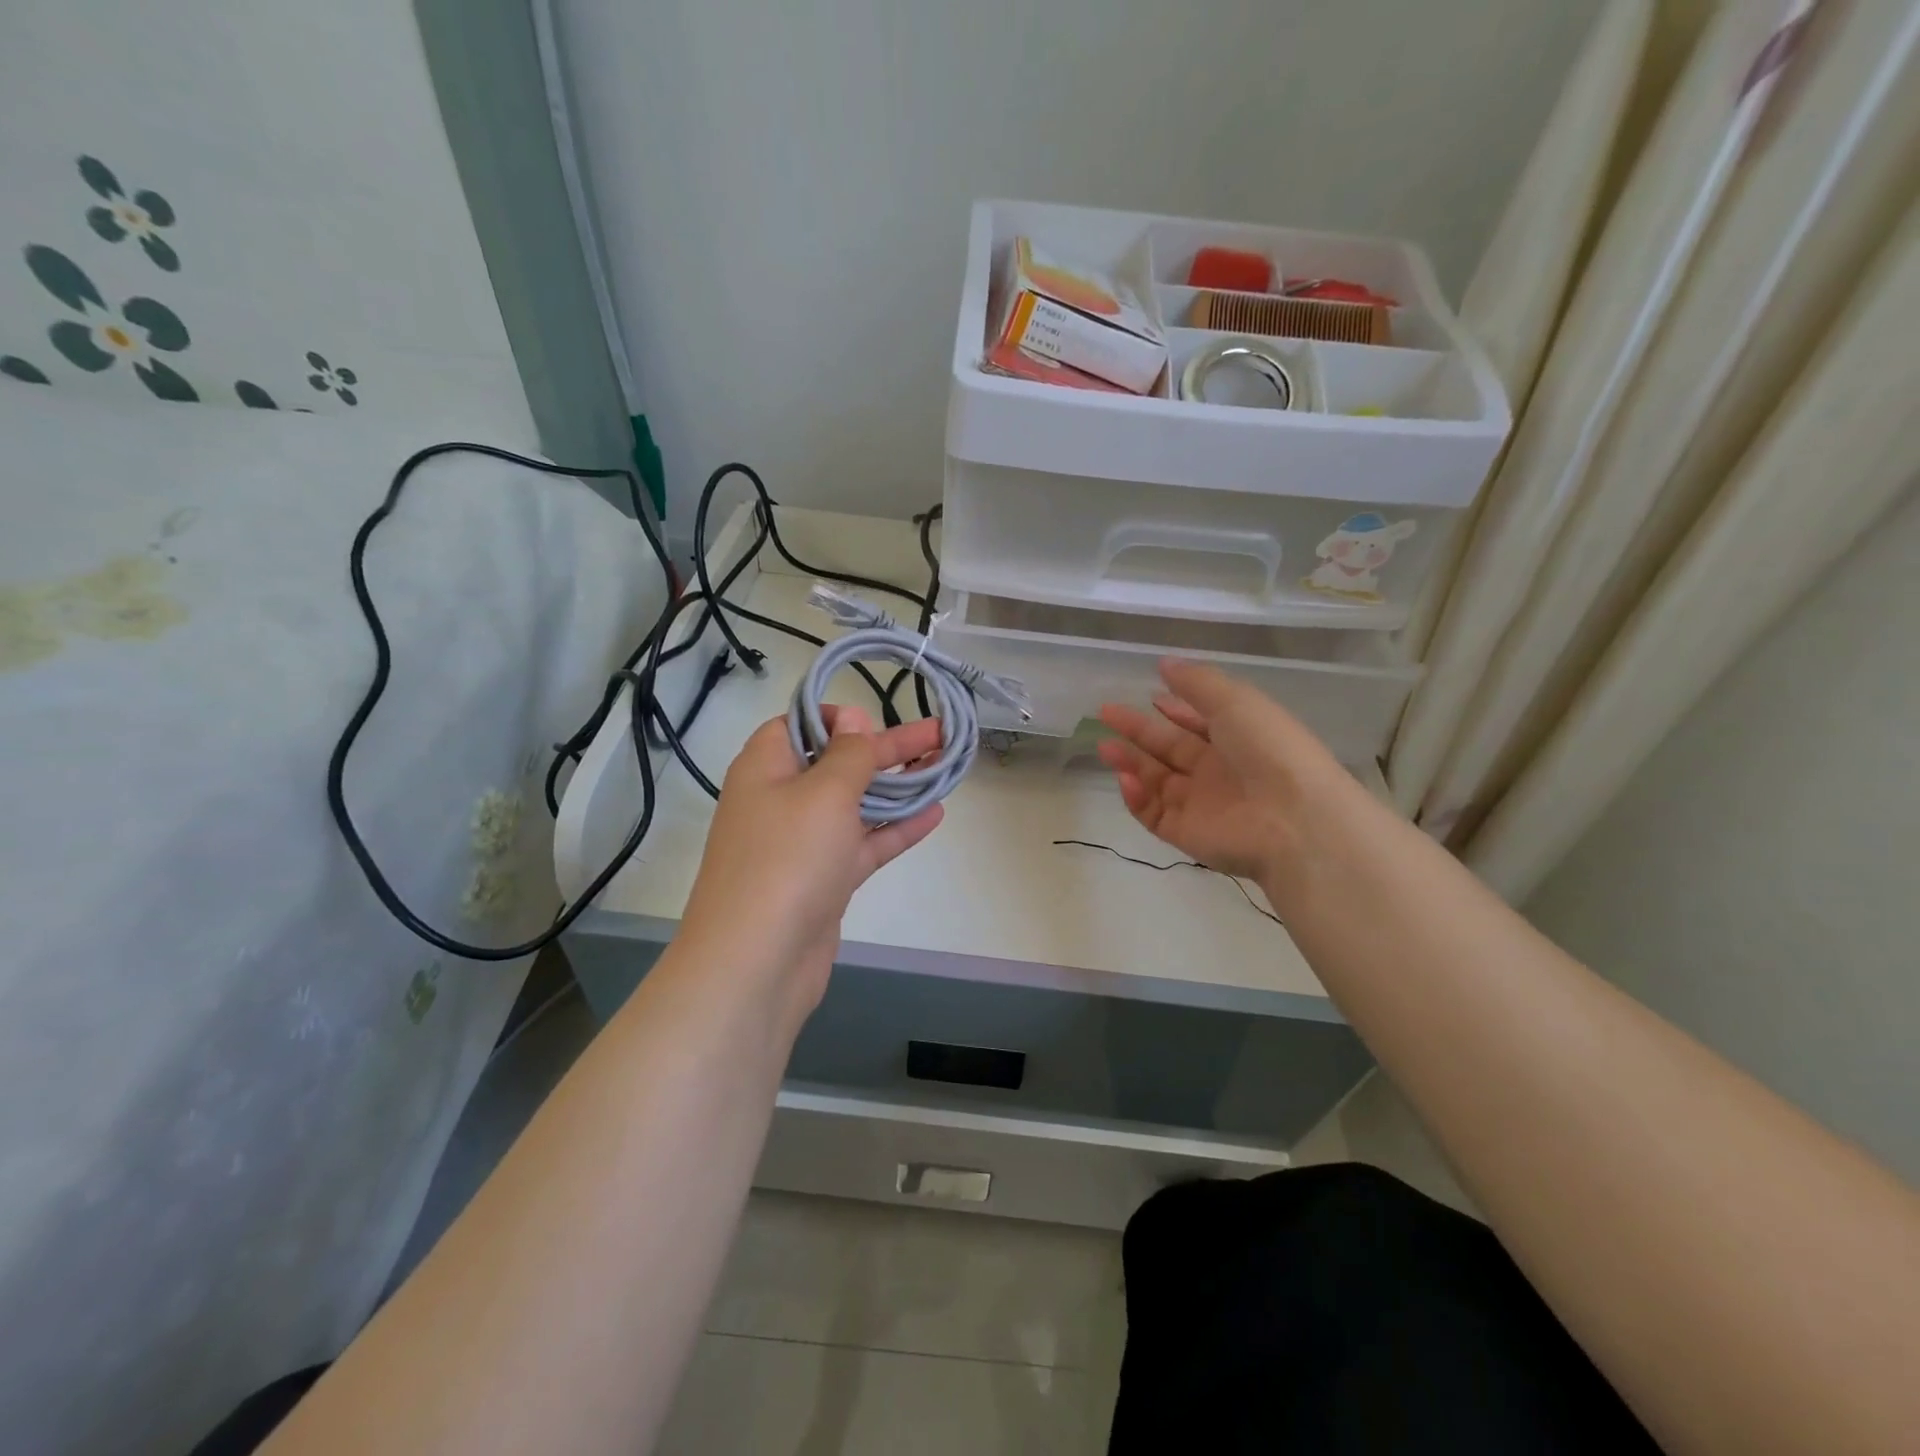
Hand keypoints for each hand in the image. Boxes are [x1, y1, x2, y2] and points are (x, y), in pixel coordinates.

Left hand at [679, 704, 944, 1013]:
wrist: (756, 962)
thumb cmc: (787, 860)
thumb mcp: (824, 793)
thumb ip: (848, 753)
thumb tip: (853, 718)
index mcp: (766, 767)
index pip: (798, 725)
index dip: (836, 717)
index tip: (874, 718)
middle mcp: (781, 800)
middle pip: (838, 762)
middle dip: (888, 747)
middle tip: (938, 732)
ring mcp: (803, 843)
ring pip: (855, 804)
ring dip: (897, 786)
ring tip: (944, 766)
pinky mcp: (824, 879)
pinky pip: (863, 843)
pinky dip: (895, 828)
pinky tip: (934, 813)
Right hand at [1097, 659, 1347, 885]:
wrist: (1293, 820)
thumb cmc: (1268, 750)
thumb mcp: (1235, 701)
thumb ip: (1197, 682)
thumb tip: (1164, 663)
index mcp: (1237, 738)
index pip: (1197, 722)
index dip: (1173, 709)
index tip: (1147, 695)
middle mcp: (1218, 771)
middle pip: (1170, 749)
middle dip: (1138, 731)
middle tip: (1105, 714)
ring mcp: (1201, 804)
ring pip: (1156, 780)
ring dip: (1130, 762)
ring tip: (1104, 746)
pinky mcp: (1186, 833)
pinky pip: (1153, 813)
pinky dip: (1136, 797)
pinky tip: (1125, 779)